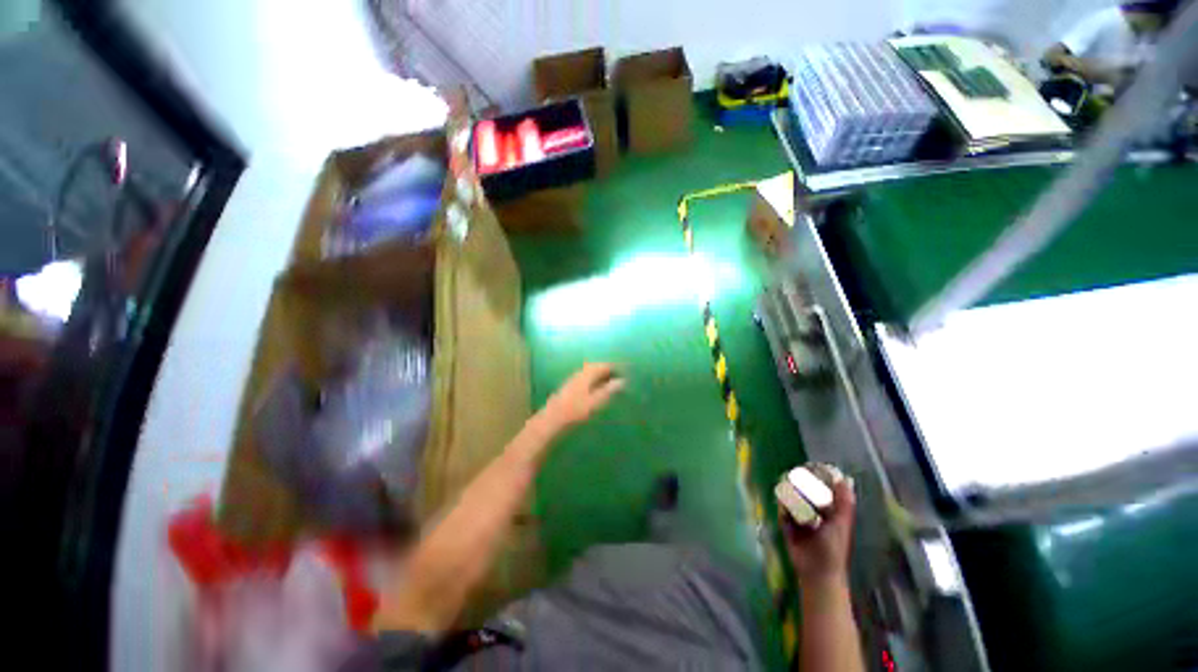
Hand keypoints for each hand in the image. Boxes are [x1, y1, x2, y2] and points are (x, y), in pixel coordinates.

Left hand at [540, 363, 624, 431]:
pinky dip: (594, 380)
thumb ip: (608, 391)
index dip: (615, 367)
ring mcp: (573, 380)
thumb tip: (622, 381)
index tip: (625, 370)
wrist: (552, 419)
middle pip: (596, 367)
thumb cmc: (575, 410)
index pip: (603, 365)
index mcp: (587, 374)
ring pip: (590, 372)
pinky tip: (596, 388)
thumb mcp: (595, 402)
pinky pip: (585, 378)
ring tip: (610, 381)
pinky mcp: (569, 387)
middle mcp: (579, 373)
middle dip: (608, 369)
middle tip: (619, 375)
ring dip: (600, 374)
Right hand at [779, 472, 855, 584]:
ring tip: (789, 494)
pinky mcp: (786, 523)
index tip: (809, 467)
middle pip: (803, 490)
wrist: (816, 571)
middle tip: (794, 479)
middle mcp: (813, 511)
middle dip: (799, 484)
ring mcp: (799, 516)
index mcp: (829, 510)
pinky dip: (782, 506)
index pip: (820, 487)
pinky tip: (784, 507)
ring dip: (789, 494)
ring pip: (791, 497)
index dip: (815, 477)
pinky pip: (782, 509)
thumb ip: (844, 504)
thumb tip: (843, 479)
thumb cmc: (833, 550)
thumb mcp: (841, 525)